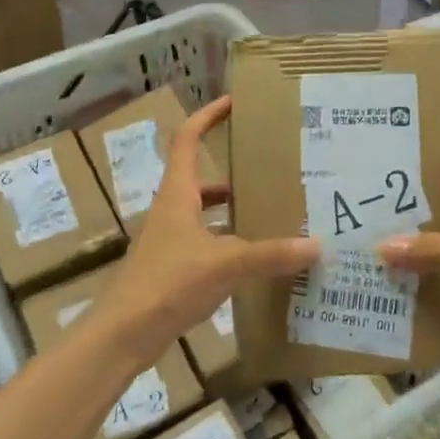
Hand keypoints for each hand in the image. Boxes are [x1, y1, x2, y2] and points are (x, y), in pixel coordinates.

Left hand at [103, 96, 318, 356]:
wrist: (123, 335)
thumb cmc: (168, 283)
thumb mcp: (225, 264)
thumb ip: (271, 254)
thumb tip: (316, 244)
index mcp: (177, 194)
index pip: (187, 140)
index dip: (207, 116)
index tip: (233, 102)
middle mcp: (172, 211)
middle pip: (200, 178)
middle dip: (232, 170)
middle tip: (269, 168)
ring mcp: (170, 241)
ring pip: (205, 213)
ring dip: (232, 209)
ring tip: (271, 211)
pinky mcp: (173, 269)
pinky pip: (207, 243)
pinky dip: (230, 243)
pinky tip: (255, 259)